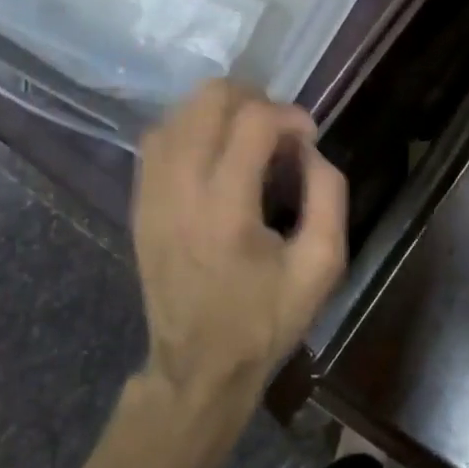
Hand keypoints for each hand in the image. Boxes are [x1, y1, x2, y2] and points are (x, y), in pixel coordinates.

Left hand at [132, 81, 348, 421]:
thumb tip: (309, 150)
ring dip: (220, 111)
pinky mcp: (139, 203)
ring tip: (248, 137)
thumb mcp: (322, 266)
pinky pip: (157, 138)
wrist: (198, 367)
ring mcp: (151, 195)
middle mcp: (180, 190)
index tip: (308, 138)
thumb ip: (329, 195)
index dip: (290, 115)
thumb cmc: (265, 319)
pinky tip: (215, 151)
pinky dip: (190, 128)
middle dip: (253, 100)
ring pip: (178, 112)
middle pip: (208, 100)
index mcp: (226, 210)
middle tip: (278, 132)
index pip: (253, 122)